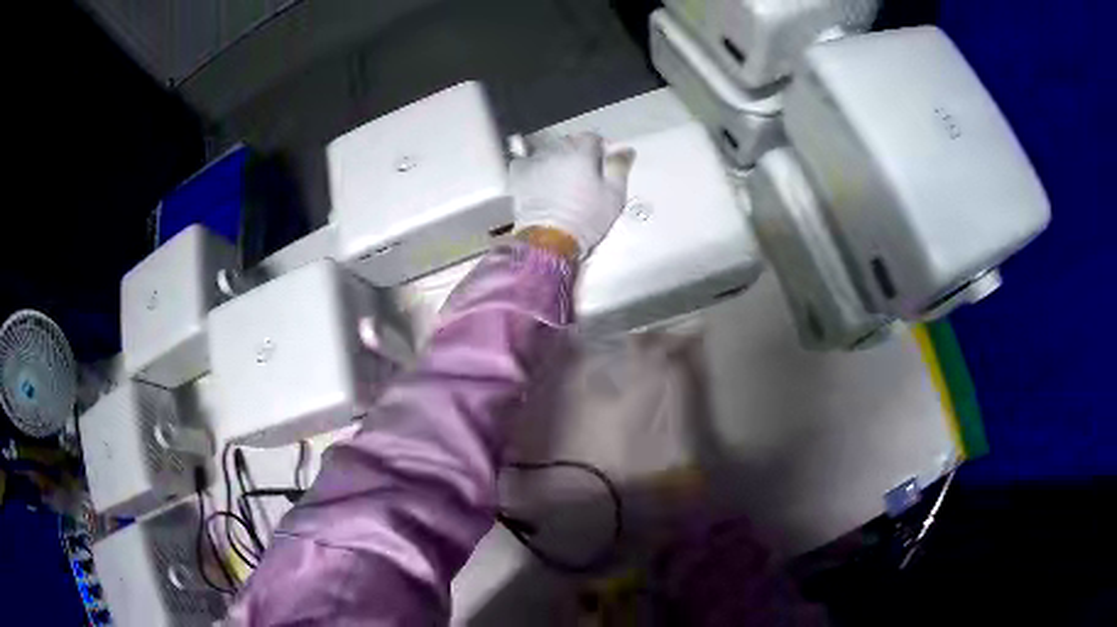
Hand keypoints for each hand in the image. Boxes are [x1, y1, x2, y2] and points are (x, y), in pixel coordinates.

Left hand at [511, 133, 635, 258]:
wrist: (550, 240)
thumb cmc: (587, 218)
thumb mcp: (614, 195)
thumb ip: (619, 167)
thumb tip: (624, 148)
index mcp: (581, 154)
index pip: (592, 137)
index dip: (600, 146)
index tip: (604, 159)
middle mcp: (556, 152)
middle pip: (569, 142)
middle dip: (578, 152)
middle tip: (585, 172)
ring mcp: (535, 163)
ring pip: (548, 151)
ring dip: (557, 159)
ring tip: (562, 179)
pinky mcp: (519, 176)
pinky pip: (526, 162)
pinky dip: (534, 166)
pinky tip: (539, 178)